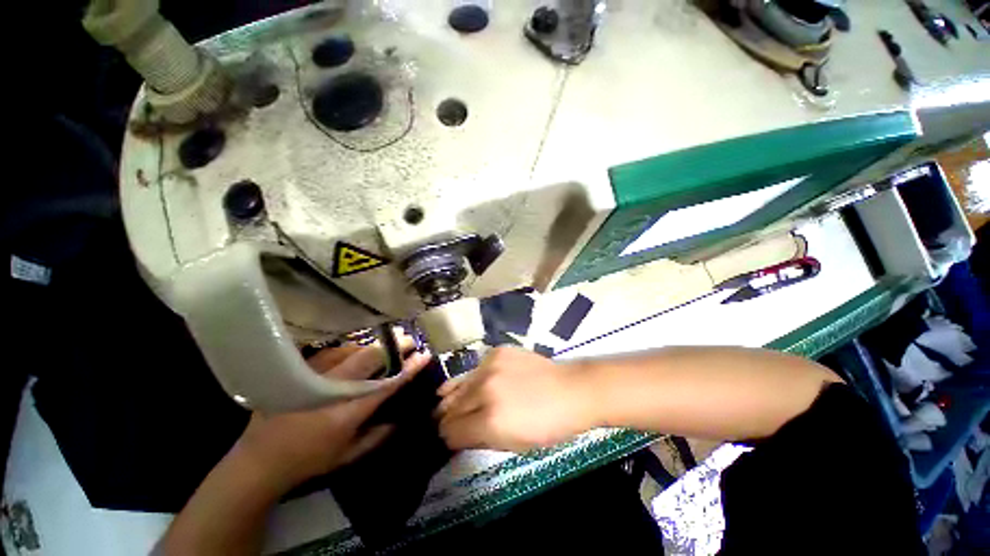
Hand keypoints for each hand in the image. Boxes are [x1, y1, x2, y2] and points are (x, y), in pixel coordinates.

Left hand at [233, 340, 432, 491]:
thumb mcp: (347, 457)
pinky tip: (355, 348)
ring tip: (386, 341)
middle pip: (368, 359)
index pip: (385, 386)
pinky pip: (330, 352)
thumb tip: (400, 419)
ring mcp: (312, 378)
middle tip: (408, 339)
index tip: (423, 355)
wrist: (257, 461)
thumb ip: (377, 437)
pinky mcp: (297, 372)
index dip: (407, 369)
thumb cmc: (308, 461)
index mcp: (346, 415)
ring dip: (372, 345)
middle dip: (393, 347)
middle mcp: (331, 391)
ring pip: (349, 351)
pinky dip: (347, 349)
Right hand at [436, 347, 594, 452]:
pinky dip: (475, 378)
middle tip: (448, 420)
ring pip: (459, 384)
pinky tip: (480, 382)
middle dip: (447, 417)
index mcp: (489, 420)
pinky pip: (476, 368)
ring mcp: (490, 366)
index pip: (450, 431)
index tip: (451, 437)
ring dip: (456, 396)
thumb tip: (457, 435)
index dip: (448, 437)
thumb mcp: (513, 444)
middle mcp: (484, 390)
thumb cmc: (547, 425)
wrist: (569, 390)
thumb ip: (479, 439)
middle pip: (450, 407)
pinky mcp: (497, 351)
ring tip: (450, 400)